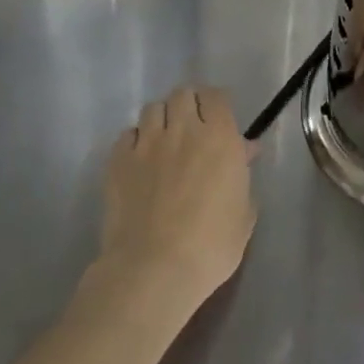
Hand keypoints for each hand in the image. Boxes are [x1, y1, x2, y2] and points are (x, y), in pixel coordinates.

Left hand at [93, 87, 256, 323]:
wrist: (154, 270)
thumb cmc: (210, 247)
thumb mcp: (243, 215)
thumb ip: (243, 176)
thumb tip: (244, 151)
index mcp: (219, 137)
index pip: (216, 96)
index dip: (216, 103)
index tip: (217, 120)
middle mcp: (183, 129)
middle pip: (183, 93)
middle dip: (188, 105)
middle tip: (191, 128)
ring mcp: (147, 143)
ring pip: (153, 108)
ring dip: (161, 119)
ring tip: (163, 141)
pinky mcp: (118, 160)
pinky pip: (127, 135)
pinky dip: (134, 141)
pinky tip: (139, 160)